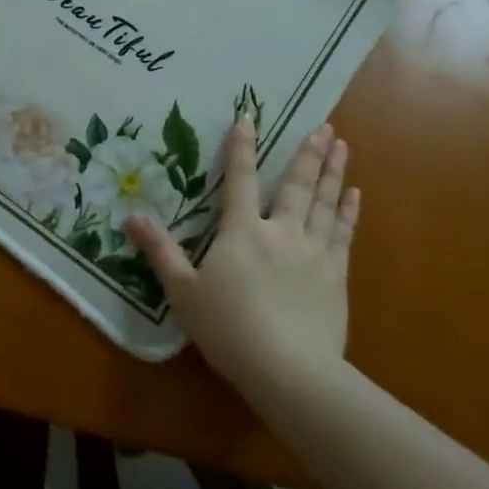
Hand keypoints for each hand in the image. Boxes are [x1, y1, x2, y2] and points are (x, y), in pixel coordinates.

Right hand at [126, 118, 358, 401]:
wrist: (288, 369)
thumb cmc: (228, 328)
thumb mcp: (183, 290)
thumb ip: (160, 250)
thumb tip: (132, 216)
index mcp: (242, 232)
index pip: (240, 180)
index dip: (242, 148)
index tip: (250, 118)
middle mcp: (281, 232)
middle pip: (296, 185)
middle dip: (308, 153)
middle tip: (325, 126)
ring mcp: (313, 252)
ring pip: (325, 203)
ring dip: (333, 172)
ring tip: (342, 145)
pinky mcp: (336, 276)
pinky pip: (344, 234)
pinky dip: (349, 212)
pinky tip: (355, 195)